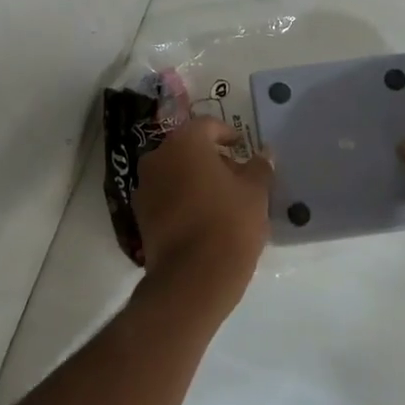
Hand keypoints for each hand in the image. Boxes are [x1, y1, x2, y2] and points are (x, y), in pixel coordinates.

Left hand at [132, 116, 272, 317]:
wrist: (192, 278)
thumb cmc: (229, 223)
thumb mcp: (255, 192)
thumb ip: (259, 167)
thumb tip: (265, 153)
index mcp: (184, 143)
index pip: (207, 126)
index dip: (227, 134)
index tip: (242, 148)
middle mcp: (157, 158)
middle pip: (187, 149)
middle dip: (211, 158)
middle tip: (236, 175)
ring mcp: (144, 188)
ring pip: (174, 172)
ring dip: (195, 179)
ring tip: (222, 199)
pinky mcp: (140, 216)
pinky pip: (166, 196)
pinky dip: (183, 199)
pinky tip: (204, 217)